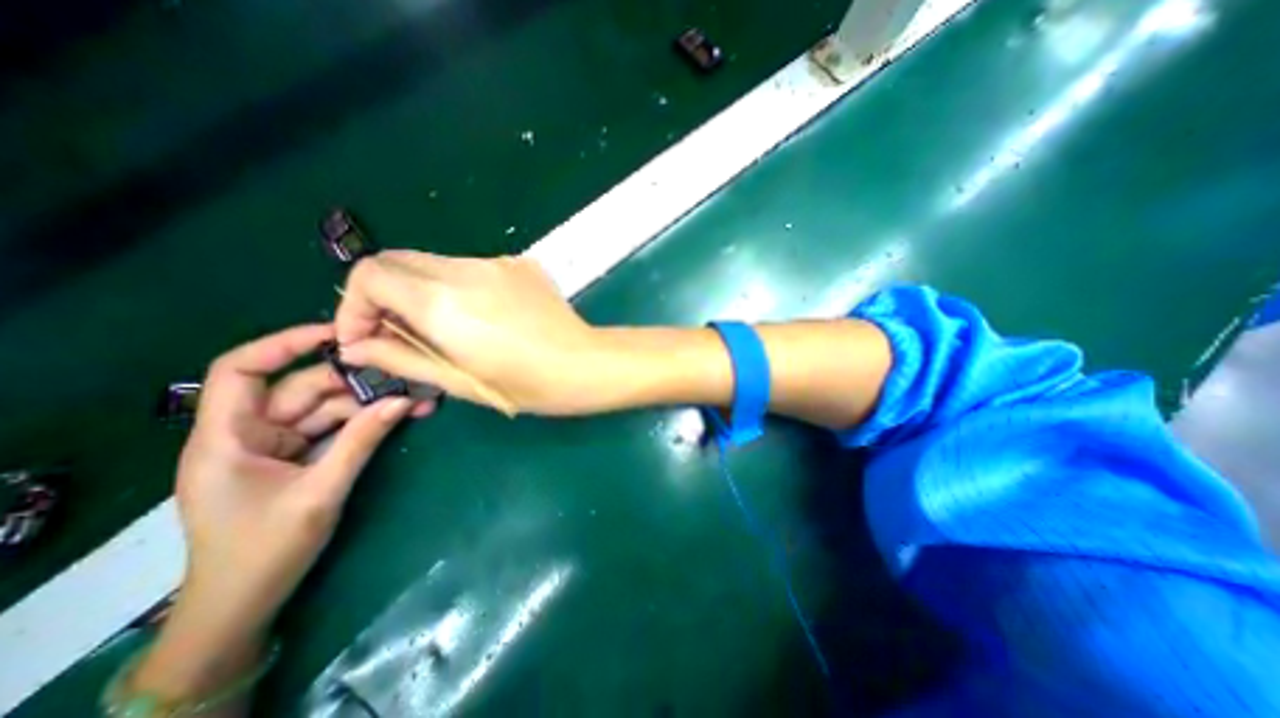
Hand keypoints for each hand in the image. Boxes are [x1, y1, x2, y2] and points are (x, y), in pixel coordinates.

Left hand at [131, 326, 428, 707]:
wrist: (245, 603)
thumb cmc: (264, 551)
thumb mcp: (320, 492)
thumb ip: (362, 441)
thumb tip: (402, 401)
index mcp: (226, 437)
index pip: (240, 370)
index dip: (284, 344)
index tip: (338, 335)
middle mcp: (249, 433)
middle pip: (302, 389)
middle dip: (354, 382)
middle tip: (404, 375)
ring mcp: (276, 446)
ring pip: (325, 409)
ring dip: (369, 404)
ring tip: (414, 399)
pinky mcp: (297, 458)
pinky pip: (334, 429)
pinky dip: (364, 422)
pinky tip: (398, 416)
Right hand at [329, 254, 607, 415]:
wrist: (587, 364)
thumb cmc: (527, 385)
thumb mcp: (460, 382)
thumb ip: (402, 359)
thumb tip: (355, 347)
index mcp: (443, 301)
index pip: (369, 273)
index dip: (354, 305)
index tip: (365, 338)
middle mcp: (466, 270)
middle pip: (398, 260)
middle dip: (383, 294)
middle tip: (397, 333)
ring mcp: (497, 262)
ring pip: (435, 263)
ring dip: (422, 290)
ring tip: (442, 328)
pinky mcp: (520, 263)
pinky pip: (473, 267)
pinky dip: (458, 287)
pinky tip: (483, 316)